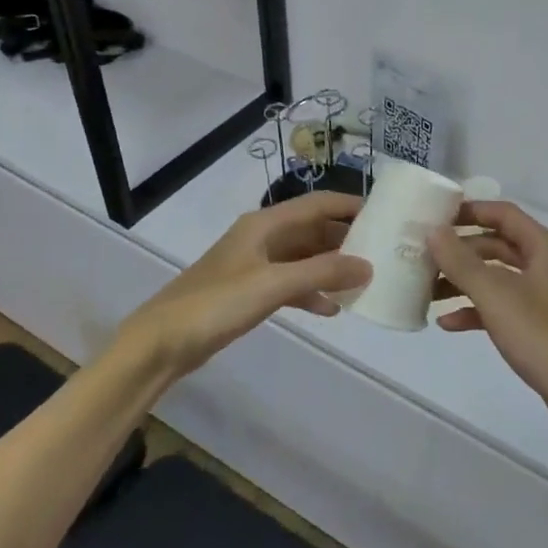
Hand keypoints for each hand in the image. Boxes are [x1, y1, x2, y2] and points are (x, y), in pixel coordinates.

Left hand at [119, 192, 371, 379]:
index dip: (349, 205)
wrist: (162, 342)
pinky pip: (291, 284)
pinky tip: (331, 309)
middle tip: (382, 251)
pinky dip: (311, 292)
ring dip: (331, 268)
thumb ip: (322, 274)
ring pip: (304, 258)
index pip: (317, 204)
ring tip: (364, 280)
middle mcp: (262, 238)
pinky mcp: (250, 292)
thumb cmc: (216, 303)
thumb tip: (368, 266)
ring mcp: (255, 265)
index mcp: (265, 224)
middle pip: (312, 230)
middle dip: (345, 239)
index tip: (385, 213)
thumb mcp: (273, 285)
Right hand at [428, 202, 547, 432]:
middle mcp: (547, 264)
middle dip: (460, 251)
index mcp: (545, 247)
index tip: (434, 217)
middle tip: (423, 257)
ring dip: (463, 282)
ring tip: (427, 291)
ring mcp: (545, 295)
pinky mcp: (540, 324)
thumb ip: (462, 262)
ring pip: (497, 277)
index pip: (503, 214)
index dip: (469, 211)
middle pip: (497, 245)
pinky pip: (503, 306)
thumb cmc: (544, 336)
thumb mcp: (497, 296)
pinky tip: (447, 323)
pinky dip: (477, 310)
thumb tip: (434, 232)